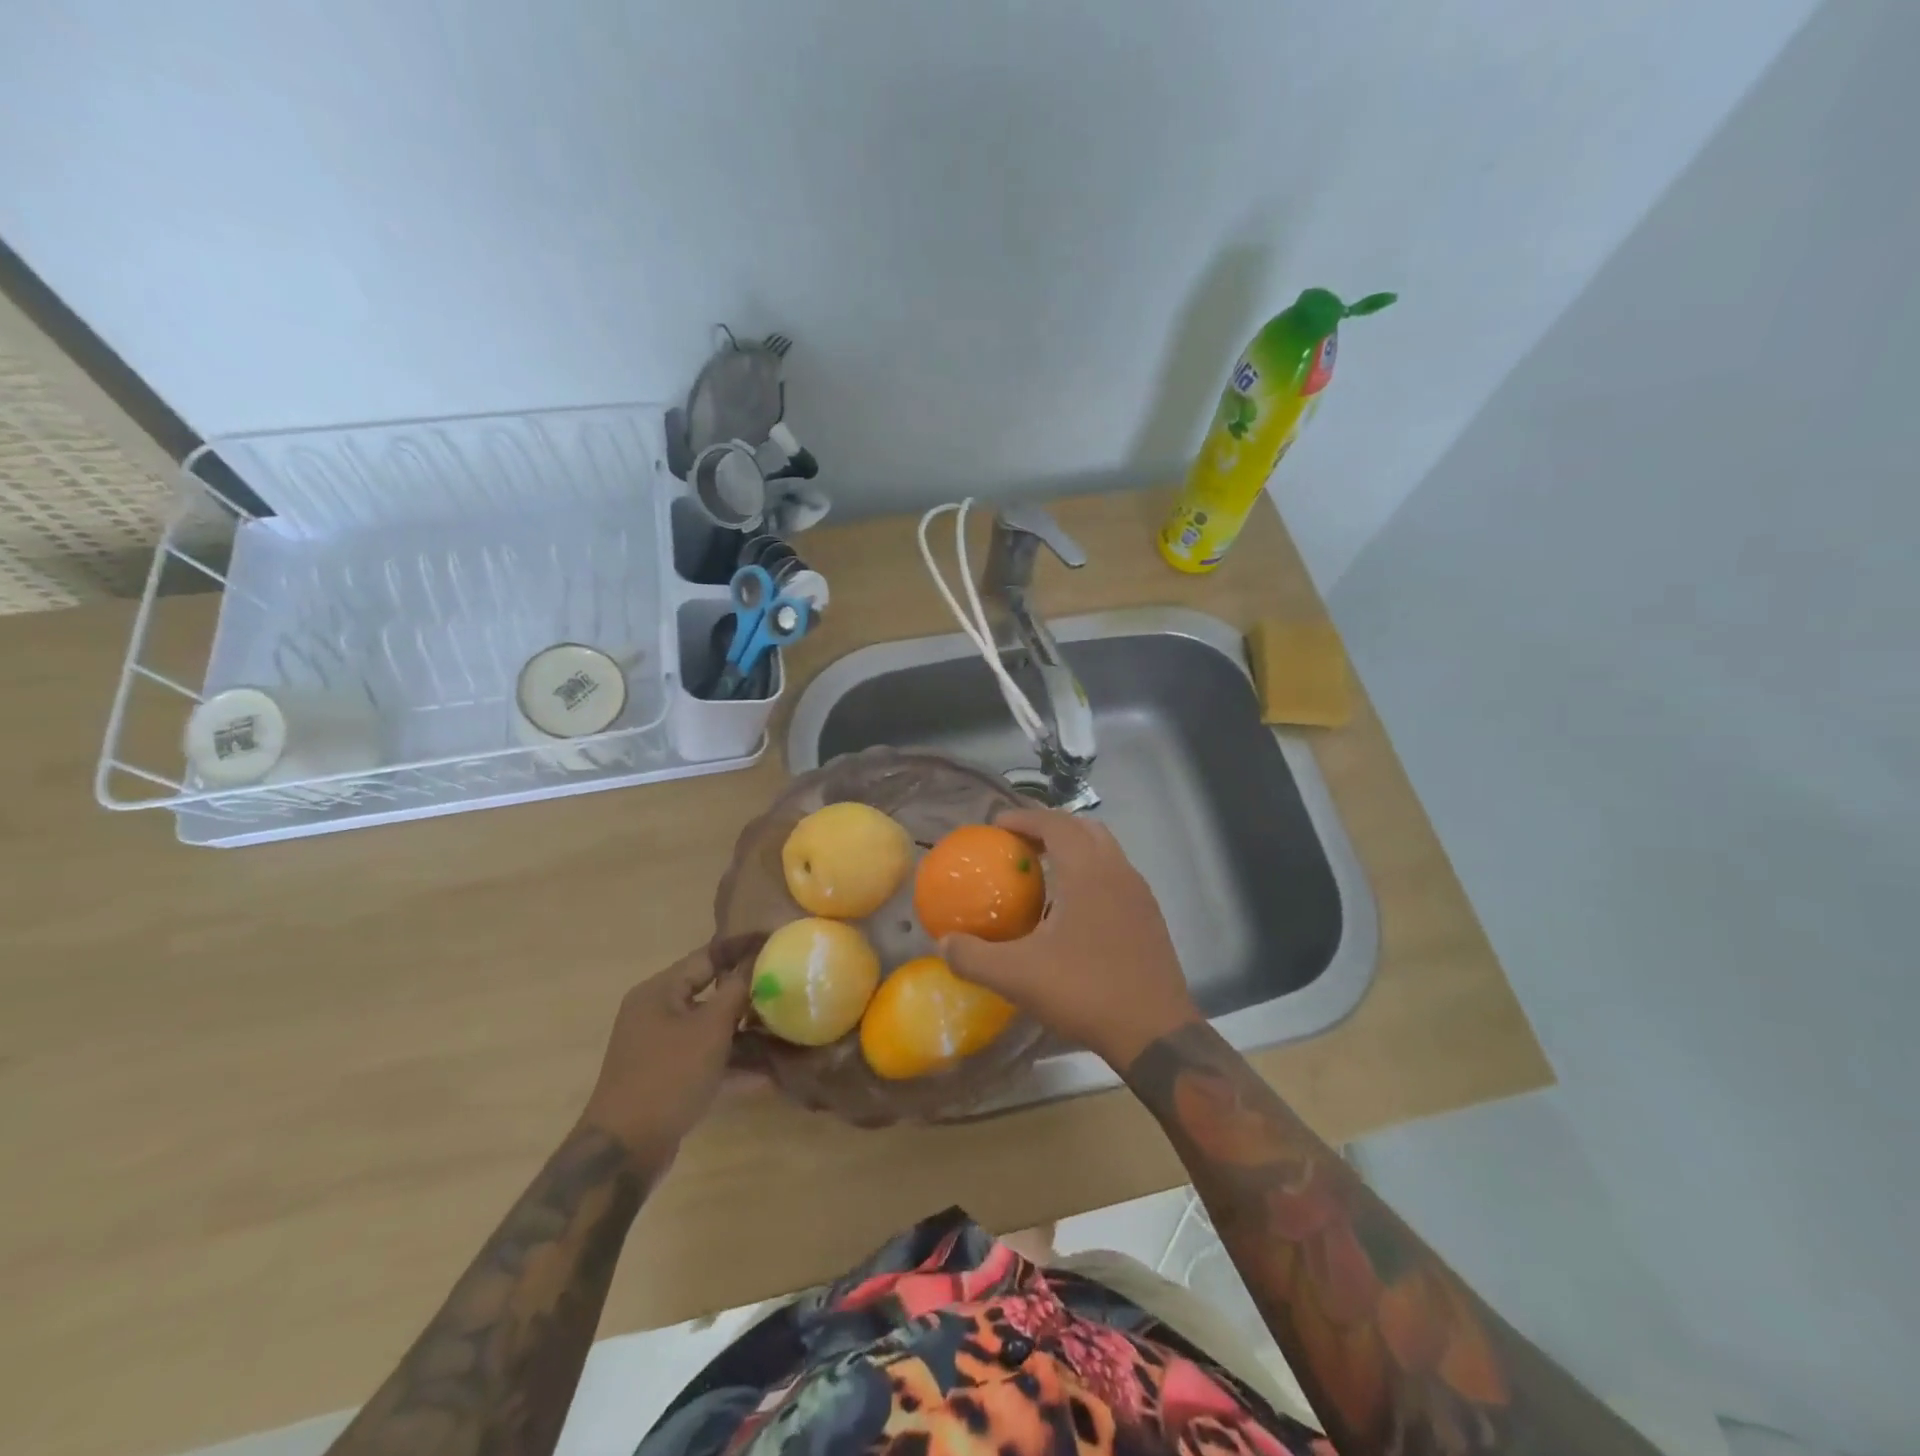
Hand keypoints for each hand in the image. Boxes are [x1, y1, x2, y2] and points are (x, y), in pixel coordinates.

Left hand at [579, 934, 763, 1167]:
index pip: (707, 955)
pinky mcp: (668, 1077)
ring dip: (746, 1030)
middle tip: (786, 987)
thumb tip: (757, 963)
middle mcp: (657, 1013)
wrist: (625, 1151)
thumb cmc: (668, 1076)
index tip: (775, 941)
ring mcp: (661, 1047)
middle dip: (749, 992)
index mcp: (660, 991)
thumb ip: (736, 991)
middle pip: (710, 992)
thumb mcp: (710, 1029)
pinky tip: (769, 1071)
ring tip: (785, 1028)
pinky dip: (733, 1060)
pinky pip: (707, 1057)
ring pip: (711, 1027)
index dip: (742, 948)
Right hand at [942, 809, 1198, 1068]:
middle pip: (1084, 828)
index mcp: (1088, 872)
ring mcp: (1139, 894)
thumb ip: (973, 957)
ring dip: (1074, 849)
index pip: (1055, 824)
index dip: (1024, 818)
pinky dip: (1091, 874)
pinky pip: (1116, 877)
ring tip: (1043, 873)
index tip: (996, 826)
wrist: (1154, 1033)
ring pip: (1105, 851)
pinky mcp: (1150, 918)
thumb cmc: (1085, 991)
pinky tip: (1072, 910)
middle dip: (1050, 828)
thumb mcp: (1017, 976)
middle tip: (1020, 845)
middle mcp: (1118, 871)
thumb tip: (943, 943)